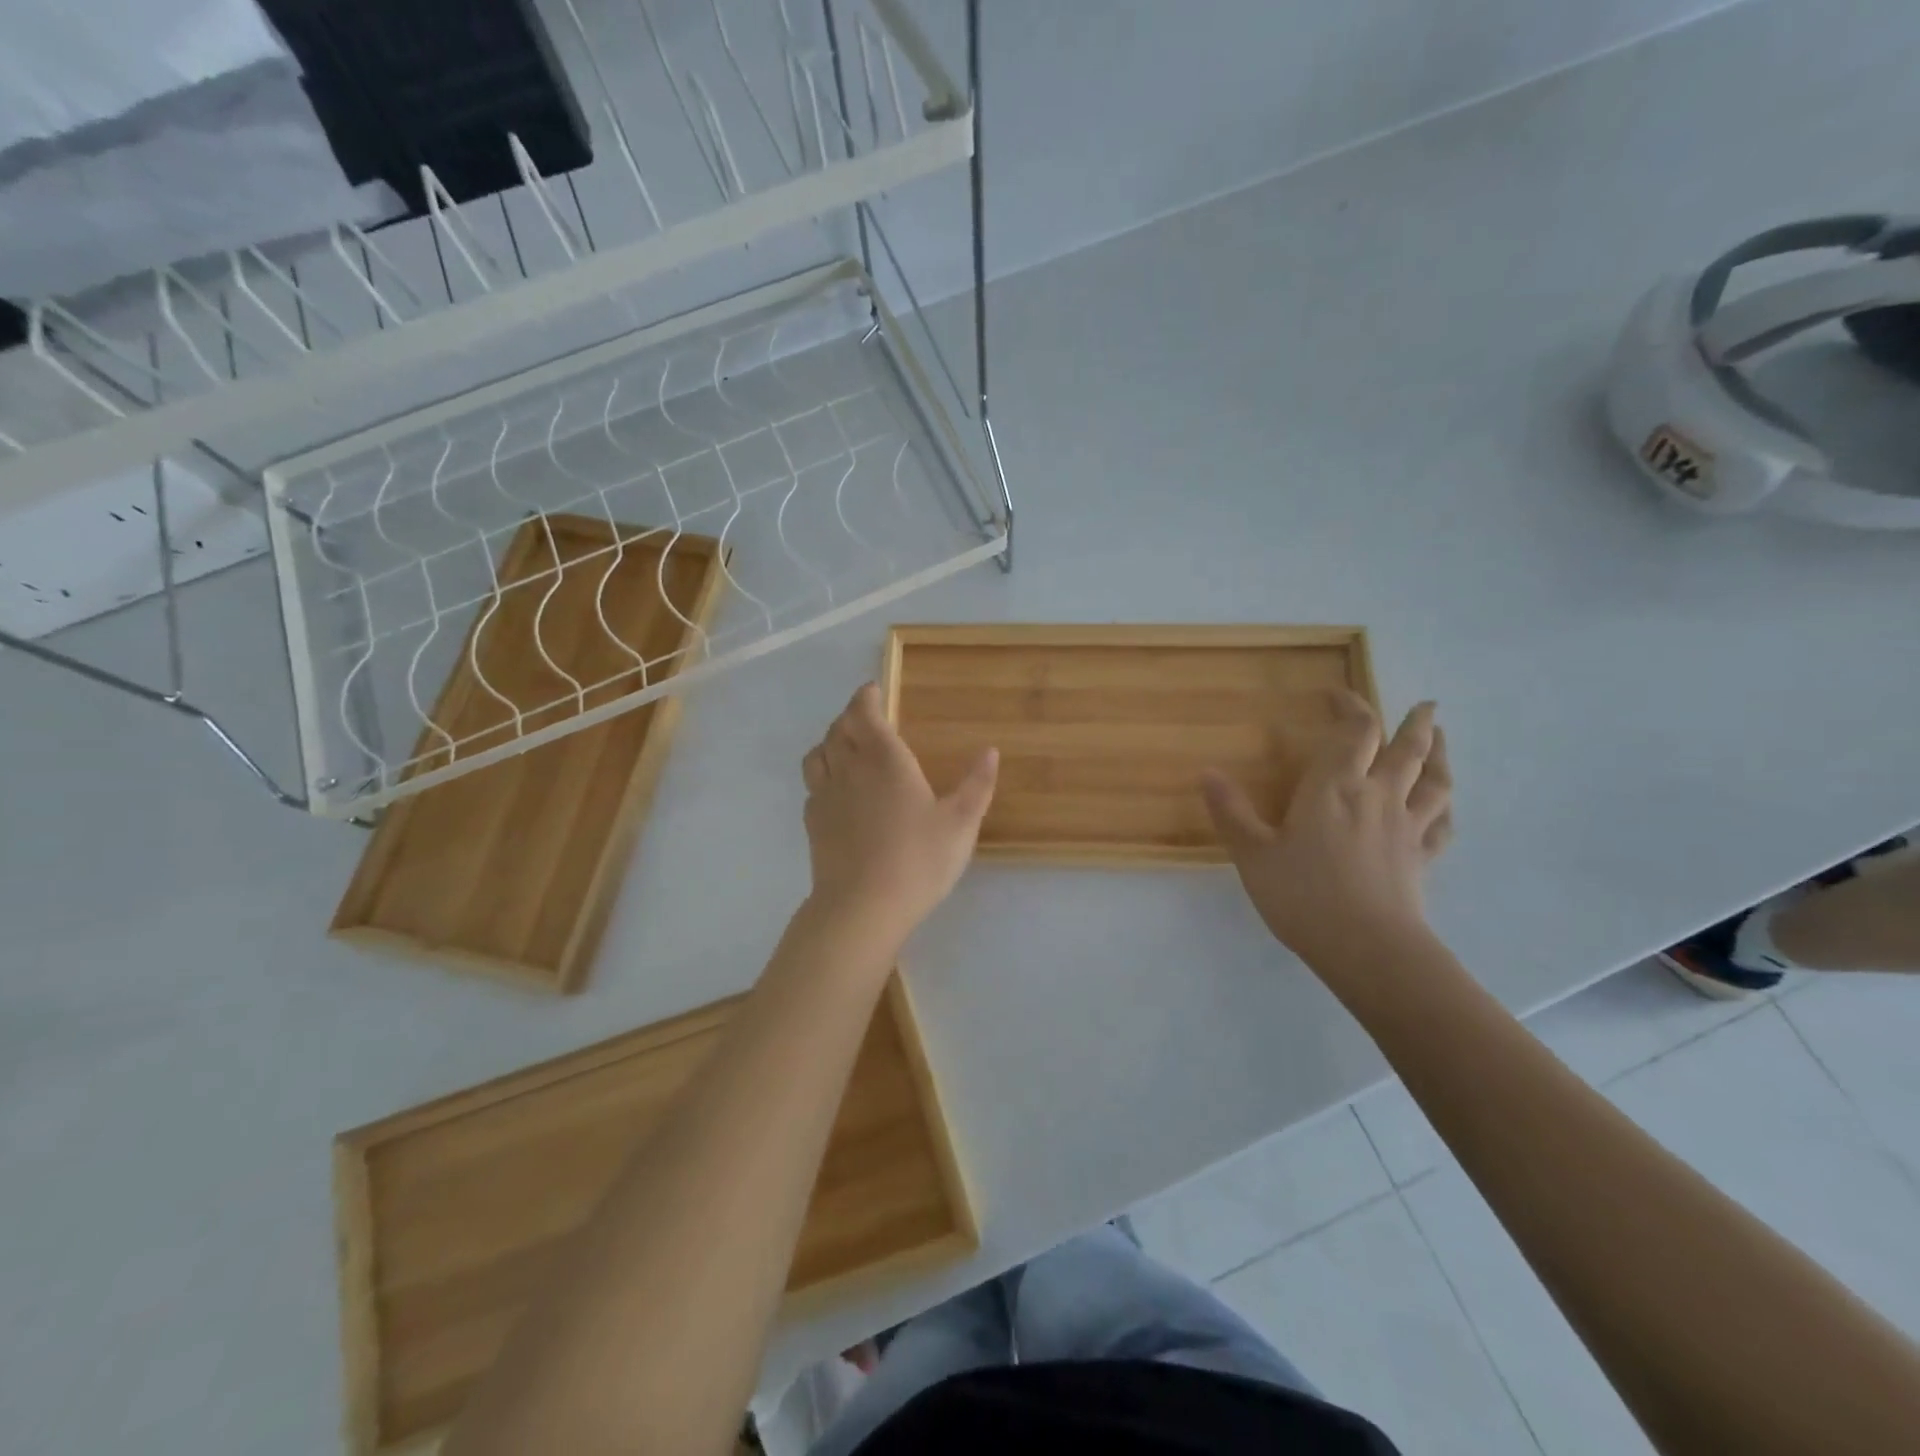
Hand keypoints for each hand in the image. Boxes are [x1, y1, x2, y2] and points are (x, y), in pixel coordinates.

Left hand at [801, 683, 997, 945]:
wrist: (862, 907)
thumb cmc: (917, 860)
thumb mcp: (960, 824)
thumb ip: (976, 784)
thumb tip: (990, 751)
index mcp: (885, 759)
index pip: (864, 713)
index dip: (866, 697)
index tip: (873, 691)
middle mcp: (849, 768)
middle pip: (838, 728)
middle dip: (850, 716)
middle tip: (866, 718)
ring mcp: (825, 796)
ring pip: (818, 754)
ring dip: (830, 742)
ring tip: (845, 748)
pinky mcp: (812, 823)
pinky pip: (813, 786)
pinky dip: (822, 776)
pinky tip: (837, 792)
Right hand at [1201, 694, 1452, 974]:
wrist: (1367, 948)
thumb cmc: (1303, 895)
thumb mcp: (1253, 854)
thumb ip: (1231, 812)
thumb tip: (1207, 773)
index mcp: (1335, 787)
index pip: (1354, 731)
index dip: (1350, 707)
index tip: (1337, 695)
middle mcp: (1377, 796)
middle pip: (1406, 748)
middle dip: (1414, 722)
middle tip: (1426, 705)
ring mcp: (1407, 827)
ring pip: (1434, 781)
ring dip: (1440, 754)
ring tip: (1440, 738)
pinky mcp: (1422, 858)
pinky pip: (1442, 825)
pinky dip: (1445, 808)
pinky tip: (1444, 806)